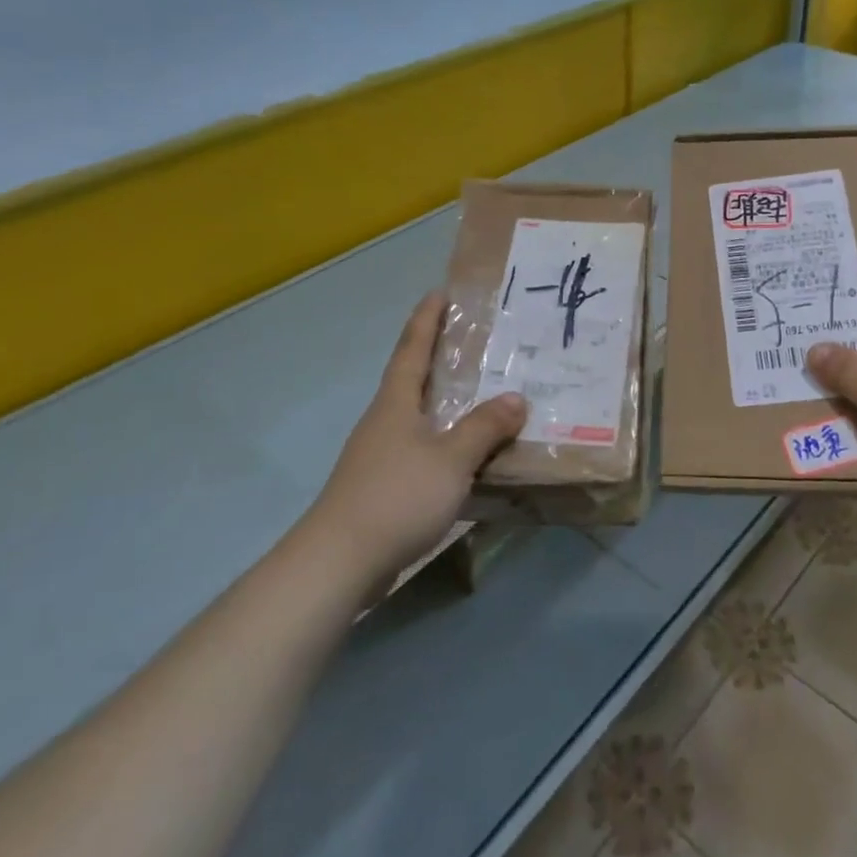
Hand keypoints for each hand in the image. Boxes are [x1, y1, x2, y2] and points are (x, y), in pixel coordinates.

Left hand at [297, 292, 526, 586]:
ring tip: (485, 396)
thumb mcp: (451, 459)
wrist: (339, 562)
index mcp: (396, 403)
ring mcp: (380, 455)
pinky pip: (423, 449)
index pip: (412, 349)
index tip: (440, 293)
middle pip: (414, 379)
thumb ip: (485, 428)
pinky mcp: (383, 486)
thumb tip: (516, 398)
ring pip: (420, 417)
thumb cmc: (396, 496)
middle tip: (478, 342)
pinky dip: (447, 442)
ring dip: (448, 403)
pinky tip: (469, 455)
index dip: (426, 321)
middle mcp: (385, 421)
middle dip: (441, 358)